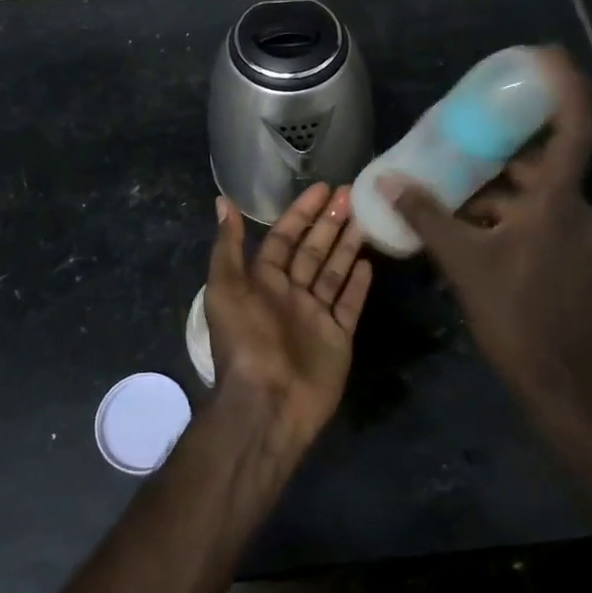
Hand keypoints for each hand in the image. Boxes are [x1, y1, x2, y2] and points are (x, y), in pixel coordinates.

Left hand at [205, 184, 372, 454]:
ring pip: (334, 272)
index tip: (324, 188)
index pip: (286, 237)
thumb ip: (228, 246)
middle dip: (330, 222)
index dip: (302, 212)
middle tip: (352, 193)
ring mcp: (316, 316)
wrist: (268, 404)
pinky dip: (358, 285)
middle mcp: (290, 294)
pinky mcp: (337, 338)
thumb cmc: (246, 341)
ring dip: (347, 245)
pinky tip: (369, 262)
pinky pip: (349, 304)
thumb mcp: (226, 289)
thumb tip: (222, 201)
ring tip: (366, 217)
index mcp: (263, 281)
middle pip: (313, 250)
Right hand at [386, 46, 591, 416]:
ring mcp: (576, 235)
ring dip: (496, 188)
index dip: (564, 87)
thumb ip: (426, 216)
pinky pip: (535, 218)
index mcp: (557, 201)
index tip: (545, 55)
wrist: (559, 382)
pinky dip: (504, 214)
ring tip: (450, 186)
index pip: (574, 127)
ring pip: (535, 194)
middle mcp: (574, 209)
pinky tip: (467, 227)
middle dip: (502, 148)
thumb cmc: (515, 314)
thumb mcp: (463, 261)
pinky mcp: (569, 256)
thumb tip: (388, 180)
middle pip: (543, 161)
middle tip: (464, 133)